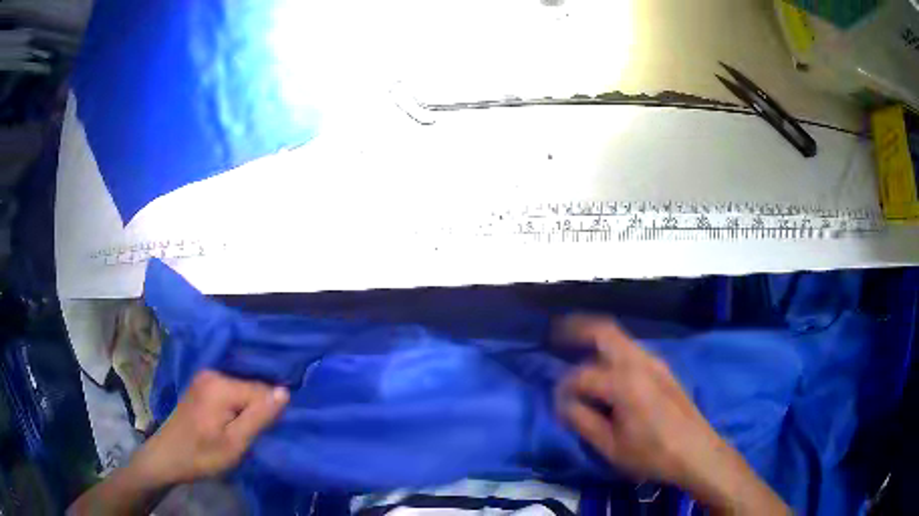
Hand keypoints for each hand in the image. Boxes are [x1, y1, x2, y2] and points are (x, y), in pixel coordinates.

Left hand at [132, 370, 289, 486]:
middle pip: (251, 388)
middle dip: (257, 410)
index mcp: (220, 385)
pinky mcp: (201, 385)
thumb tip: (285, 392)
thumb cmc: (202, 455)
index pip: (262, 391)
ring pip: (242, 390)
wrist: (168, 457)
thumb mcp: (235, 443)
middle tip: (250, 436)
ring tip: (240, 431)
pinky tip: (230, 422)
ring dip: (246, 410)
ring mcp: (204, 377)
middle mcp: (212, 373)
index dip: (267, 414)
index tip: (262, 435)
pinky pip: (230, 391)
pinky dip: (236, 406)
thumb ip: (259, 417)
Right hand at [555, 315, 788, 514]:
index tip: (558, 404)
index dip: (564, 389)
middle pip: (605, 331)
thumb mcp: (611, 446)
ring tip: (577, 349)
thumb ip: (583, 421)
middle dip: (577, 328)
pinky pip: (632, 349)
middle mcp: (640, 362)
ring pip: (620, 338)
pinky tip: (607, 369)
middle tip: (556, 334)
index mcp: (624, 382)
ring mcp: (655, 362)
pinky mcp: (663, 368)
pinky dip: (612, 349)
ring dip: (596, 339)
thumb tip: (565, 403)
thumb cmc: (652, 453)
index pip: (582, 376)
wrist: (697, 451)